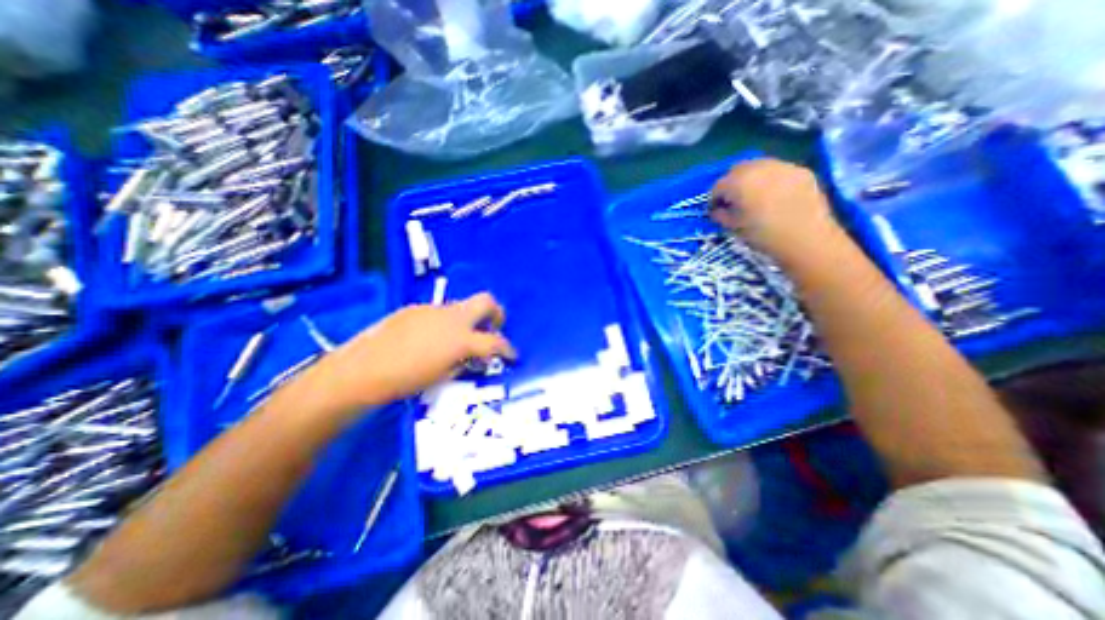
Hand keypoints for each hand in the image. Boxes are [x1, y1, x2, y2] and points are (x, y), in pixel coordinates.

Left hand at [306, 292, 514, 410]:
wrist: (361, 370)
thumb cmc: (405, 381)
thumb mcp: (443, 376)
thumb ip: (464, 362)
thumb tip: (472, 356)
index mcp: (461, 338)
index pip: (495, 341)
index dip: (509, 349)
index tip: (513, 355)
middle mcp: (452, 317)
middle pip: (486, 301)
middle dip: (496, 314)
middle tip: (493, 330)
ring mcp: (432, 309)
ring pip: (461, 307)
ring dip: (468, 320)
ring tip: (457, 340)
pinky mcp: (415, 309)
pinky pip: (439, 312)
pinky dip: (445, 323)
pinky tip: (430, 339)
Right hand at [714, 161, 841, 262]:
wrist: (806, 239)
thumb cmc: (763, 235)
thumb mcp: (734, 228)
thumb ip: (721, 215)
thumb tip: (718, 210)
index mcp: (738, 182)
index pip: (718, 186)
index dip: (714, 199)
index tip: (715, 210)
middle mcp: (759, 167)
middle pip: (737, 170)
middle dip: (732, 183)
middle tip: (733, 200)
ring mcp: (783, 166)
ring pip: (759, 166)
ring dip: (752, 179)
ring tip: (754, 196)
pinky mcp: (801, 170)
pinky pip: (779, 171)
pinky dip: (771, 180)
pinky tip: (774, 196)